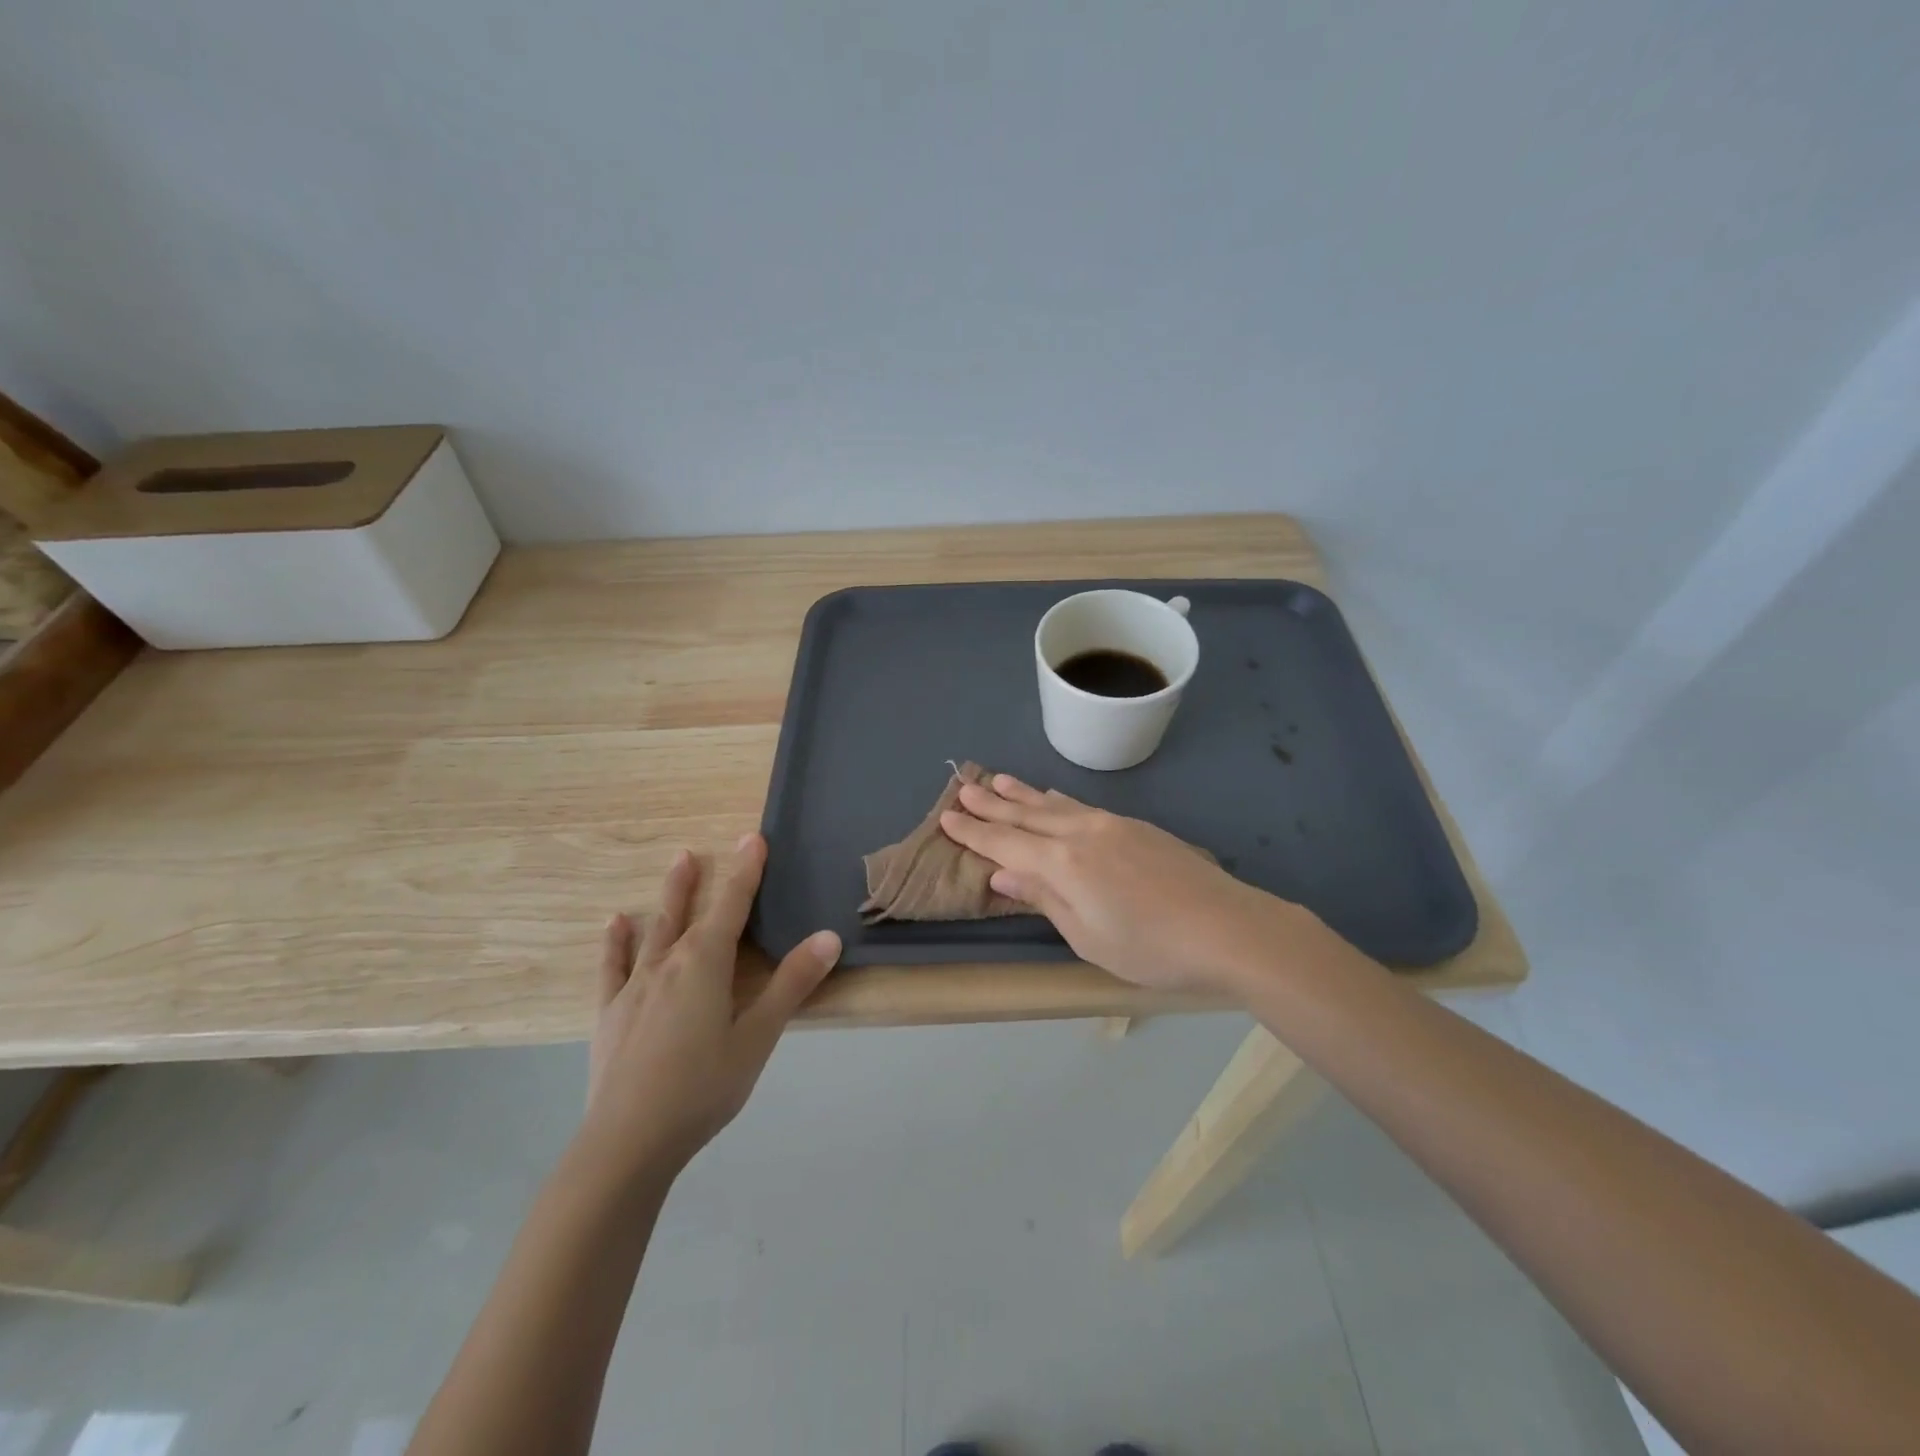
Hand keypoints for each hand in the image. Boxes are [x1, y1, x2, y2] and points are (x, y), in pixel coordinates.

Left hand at [581, 834, 840, 1178]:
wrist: (627, 1141)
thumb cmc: (702, 1088)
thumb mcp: (757, 1038)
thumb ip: (791, 984)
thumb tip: (828, 936)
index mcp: (706, 964)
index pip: (732, 905)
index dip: (746, 871)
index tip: (753, 837)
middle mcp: (668, 963)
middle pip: (690, 911)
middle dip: (703, 879)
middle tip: (700, 848)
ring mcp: (634, 987)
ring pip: (655, 930)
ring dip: (669, 897)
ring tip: (675, 864)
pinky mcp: (611, 1012)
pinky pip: (614, 966)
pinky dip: (617, 942)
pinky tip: (617, 924)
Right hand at [940, 774, 1318, 994]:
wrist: (1227, 926)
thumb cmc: (1151, 947)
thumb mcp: (1087, 936)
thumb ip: (1044, 898)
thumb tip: (1002, 872)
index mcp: (1062, 863)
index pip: (1005, 842)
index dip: (974, 832)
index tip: (947, 817)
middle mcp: (1081, 832)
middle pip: (1026, 815)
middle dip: (991, 804)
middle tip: (962, 787)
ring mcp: (1111, 824)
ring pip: (1054, 803)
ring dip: (1022, 794)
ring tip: (998, 780)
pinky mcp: (1135, 826)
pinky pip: (1080, 805)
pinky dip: (1056, 800)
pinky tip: (1052, 798)